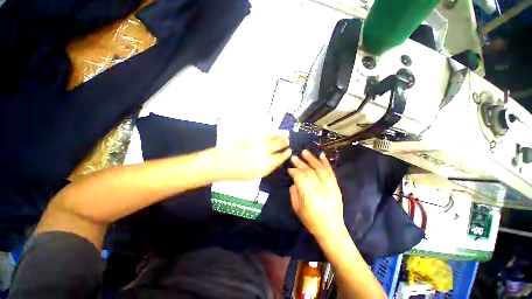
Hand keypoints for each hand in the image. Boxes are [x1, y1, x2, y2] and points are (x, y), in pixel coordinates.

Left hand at [216, 133, 291, 180]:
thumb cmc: (237, 173)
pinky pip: (264, 132)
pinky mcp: (251, 136)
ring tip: (285, 133)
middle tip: (288, 140)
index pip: (280, 157)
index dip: (286, 154)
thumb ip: (267, 167)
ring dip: (281, 134)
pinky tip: (274, 130)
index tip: (289, 151)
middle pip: (279, 144)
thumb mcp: (255, 175)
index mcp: (266, 164)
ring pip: (273, 136)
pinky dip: (271, 131)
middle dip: (285, 142)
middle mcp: (264, 151)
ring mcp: (258, 142)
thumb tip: (275, 161)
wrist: (222, 163)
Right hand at [288, 150, 344, 239]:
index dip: (294, 171)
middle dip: (301, 163)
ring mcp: (331, 187)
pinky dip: (326, 163)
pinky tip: (321, 155)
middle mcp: (321, 190)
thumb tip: (294, 180)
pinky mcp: (336, 187)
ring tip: (305, 151)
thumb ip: (294, 192)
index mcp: (309, 196)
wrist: (331, 229)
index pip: (300, 177)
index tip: (289, 168)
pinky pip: (331, 172)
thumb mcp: (297, 208)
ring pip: (320, 169)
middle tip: (294, 157)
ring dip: (312, 159)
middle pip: (310, 172)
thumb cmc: (311, 221)